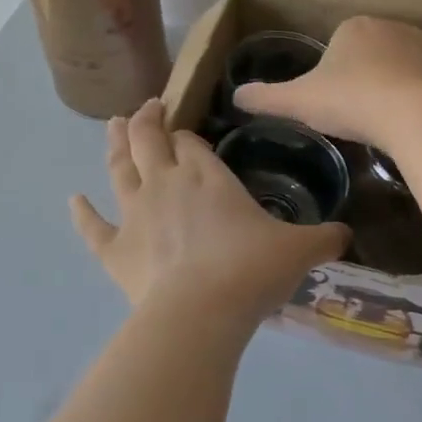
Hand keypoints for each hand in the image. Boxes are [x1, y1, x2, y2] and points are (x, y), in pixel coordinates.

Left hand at [70, 100, 350, 319]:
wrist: (201, 312)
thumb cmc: (251, 271)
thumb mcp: (299, 251)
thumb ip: (324, 239)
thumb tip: (348, 235)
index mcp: (207, 176)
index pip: (191, 142)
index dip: (187, 134)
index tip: (187, 132)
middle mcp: (166, 184)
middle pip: (149, 140)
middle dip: (147, 120)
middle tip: (146, 108)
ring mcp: (135, 214)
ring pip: (118, 168)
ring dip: (115, 145)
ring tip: (113, 126)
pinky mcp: (115, 250)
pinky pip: (93, 227)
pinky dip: (82, 213)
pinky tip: (73, 200)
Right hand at [232, 16, 421, 145]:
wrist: (406, 115)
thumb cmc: (348, 102)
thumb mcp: (296, 102)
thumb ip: (265, 98)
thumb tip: (235, 98)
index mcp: (354, 29)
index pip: (342, 42)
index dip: (338, 69)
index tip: (336, 96)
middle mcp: (393, 28)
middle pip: (379, 46)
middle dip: (373, 67)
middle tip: (364, 104)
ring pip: (416, 51)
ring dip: (411, 66)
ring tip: (402, 99)